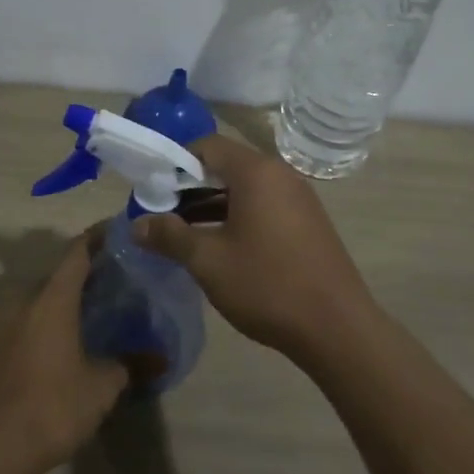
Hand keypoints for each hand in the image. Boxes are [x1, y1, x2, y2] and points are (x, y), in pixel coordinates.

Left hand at [0, 233, 128, 473]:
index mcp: (51, 297)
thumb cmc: (51, 406)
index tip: (120, 231)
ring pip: (39, 299)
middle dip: (85, 273)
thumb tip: (159, 357)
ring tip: (94, 312)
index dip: (98, 237)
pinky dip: (47, 321)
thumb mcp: (101, 387)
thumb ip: (128, 364)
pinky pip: (26, 321)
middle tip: (116, 280)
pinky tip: (66, 343)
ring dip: (64, 300)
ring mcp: (2, 324)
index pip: (77, 251)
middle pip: (57, 275)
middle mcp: (23, 300)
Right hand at [133, 135, 375, 357]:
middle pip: (226, 166)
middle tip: (161, 213)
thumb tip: (136, 225)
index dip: (175, 162)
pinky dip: (236, 217)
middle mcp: (280, 175)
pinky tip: (218, 246)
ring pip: (244, 189)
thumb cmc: (267, 285)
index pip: (207, 146)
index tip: (153, 189)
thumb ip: (169, 236)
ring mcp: (298, 199)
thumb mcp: (208, 261)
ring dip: (211, 205)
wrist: (337, 328)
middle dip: (190, 187)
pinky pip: (263, 206)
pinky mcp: (307, 223)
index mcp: (256, 172)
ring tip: (181, 233)